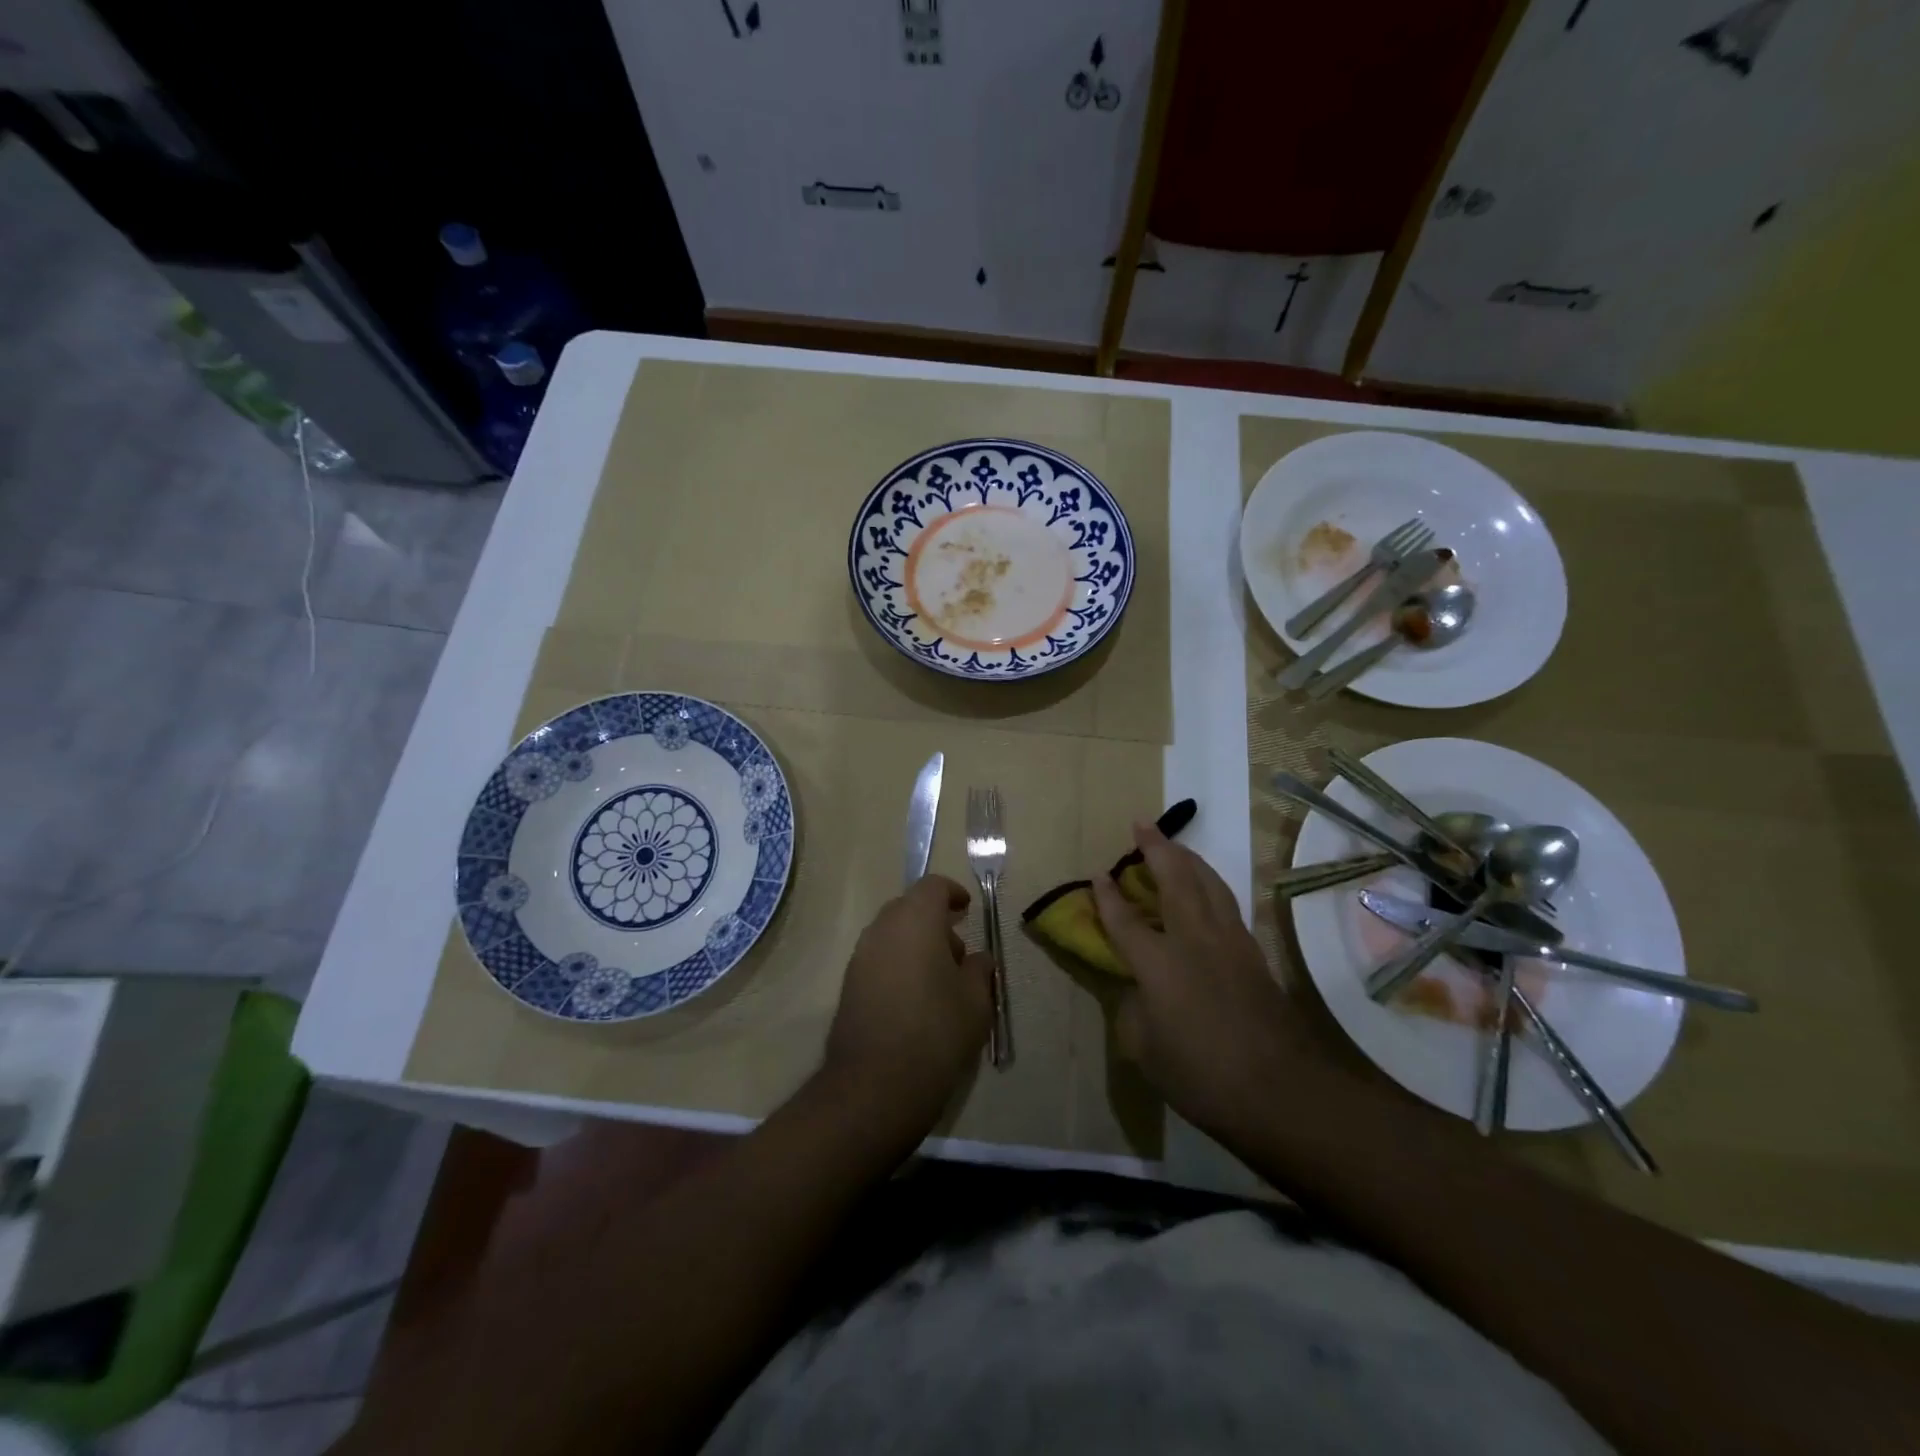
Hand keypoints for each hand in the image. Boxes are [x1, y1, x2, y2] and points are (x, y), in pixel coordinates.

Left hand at [823, 875, 992, 1133]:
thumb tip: (977, 958)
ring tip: (939, 981)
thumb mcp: (976, 1001)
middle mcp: (882, 928)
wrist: (874, 1085)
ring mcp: (860, 956)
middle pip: (909, 908)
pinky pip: (878, 959)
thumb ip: (980, 970)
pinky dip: (898, 964)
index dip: (953, 893)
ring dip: (915, 944)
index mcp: (915, 920)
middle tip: (958, 952)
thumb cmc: (936, 1032)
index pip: (932, 886)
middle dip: (934, 922)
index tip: (967, 911)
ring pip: (891, 934)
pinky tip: (915, 1000)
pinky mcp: (848, 984)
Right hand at [1093, 821, 1333, 1138]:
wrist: (1282, 1091)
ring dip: (1188, 858)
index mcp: (1158, 964)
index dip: (1107, 897)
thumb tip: (1136, 991)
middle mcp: (1193, 940)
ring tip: (1174, 845)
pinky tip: (1208, 888)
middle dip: (1156, 849)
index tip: (1098, 874)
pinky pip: (1227, 903)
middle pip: (1174, 880)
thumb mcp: (1146, 1053)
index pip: (1124, 921)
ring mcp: (1230, 943)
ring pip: (1208, 883)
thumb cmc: (1202, 1076)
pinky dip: (1211, 884)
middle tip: (1142, 824)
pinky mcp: (1254, 953)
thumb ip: (1134, 1013)